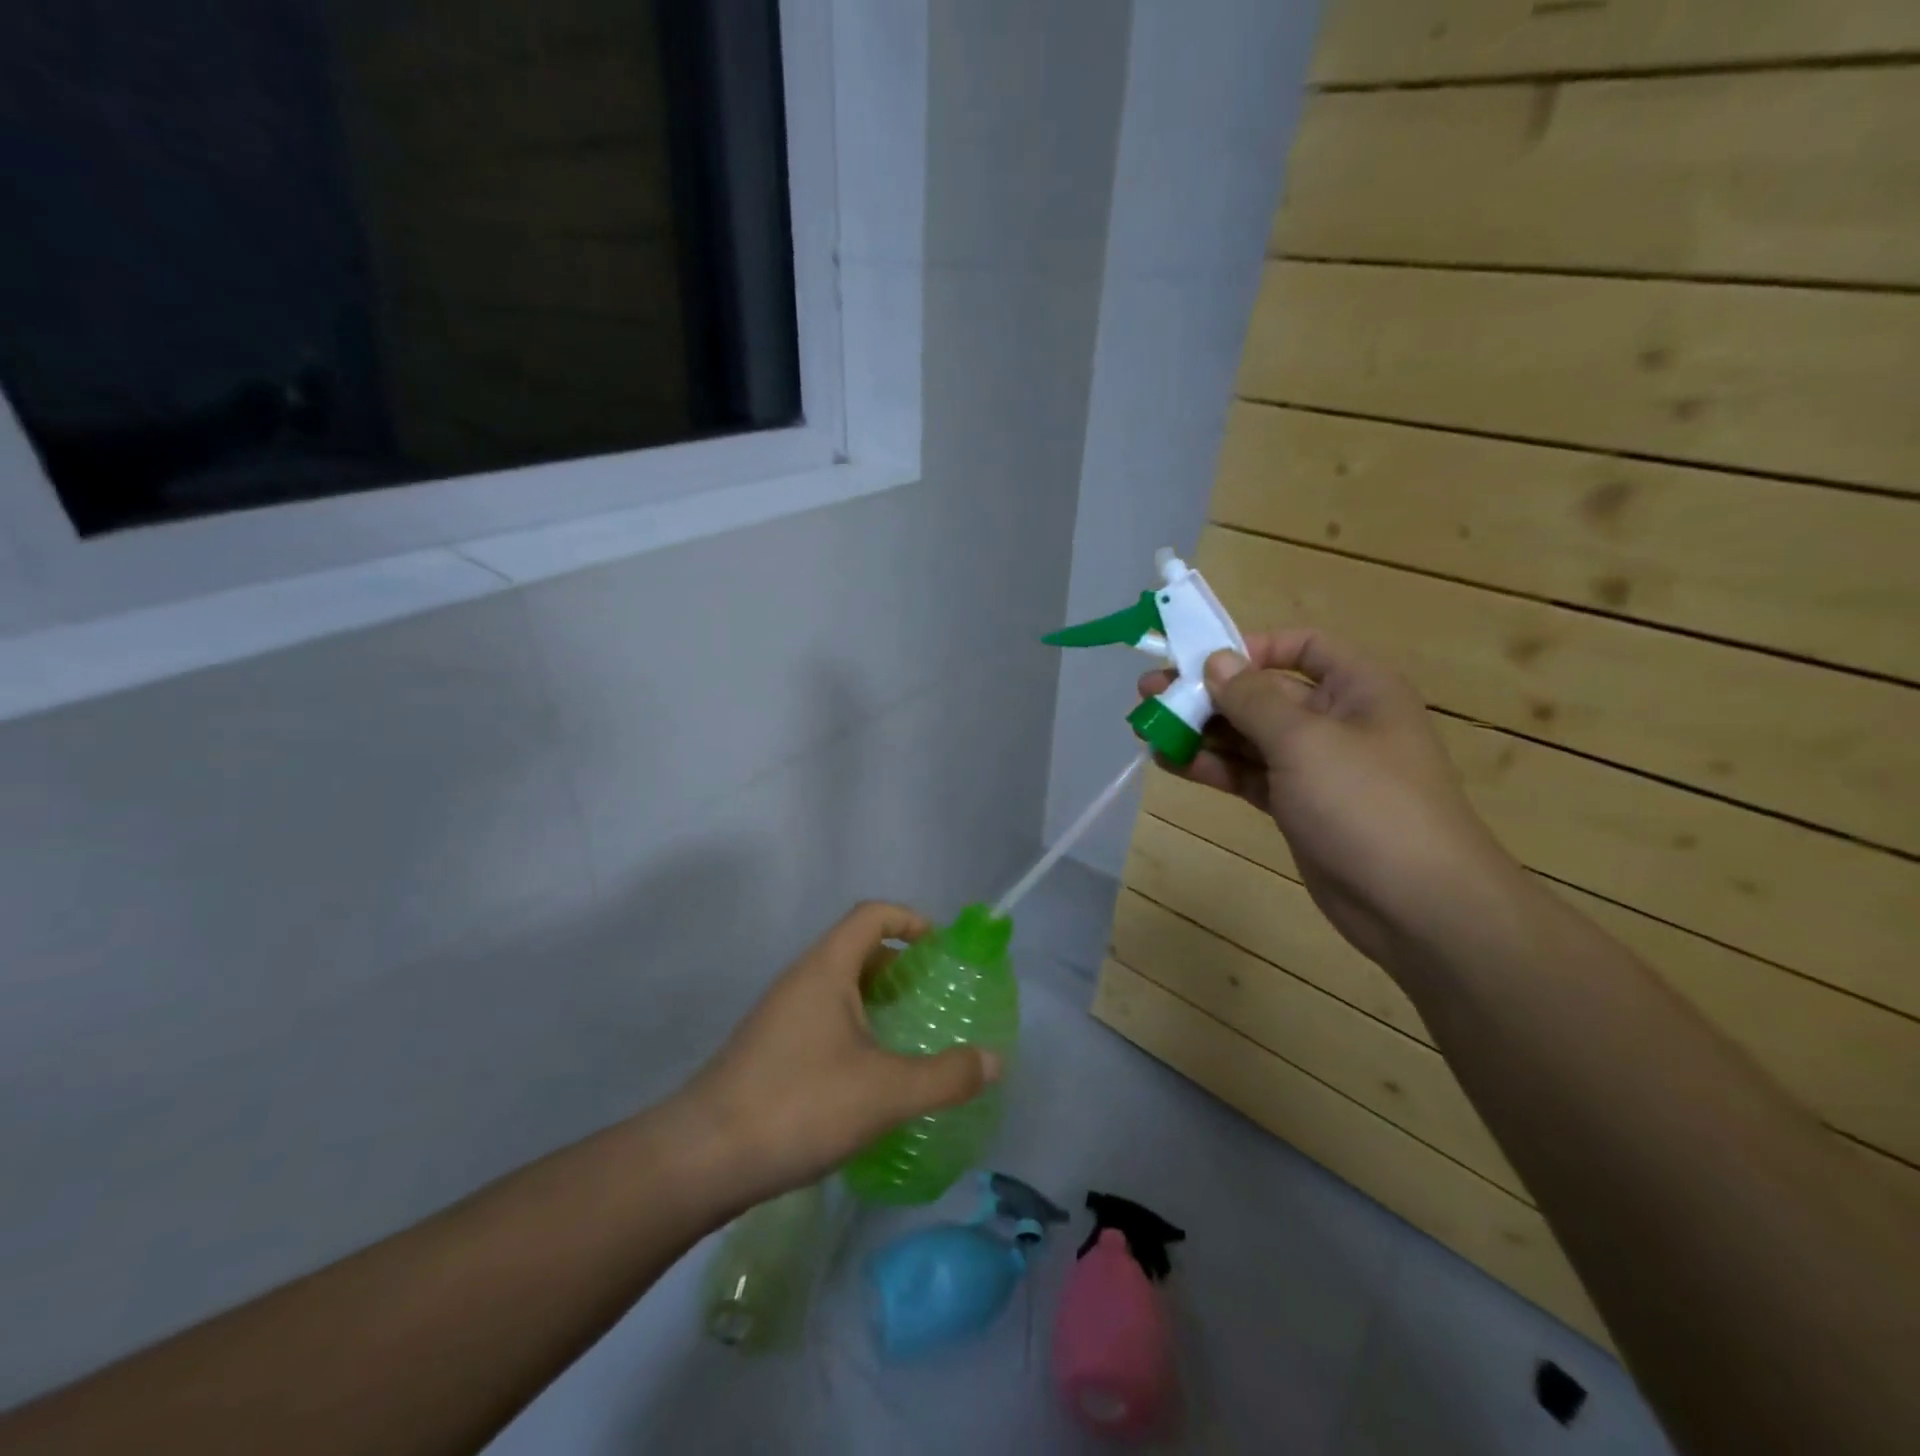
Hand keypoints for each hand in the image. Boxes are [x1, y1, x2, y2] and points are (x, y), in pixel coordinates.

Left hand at [677, 902, 1000, 1206]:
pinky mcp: (769, 1048)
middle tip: (934, 998)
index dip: (911, 920)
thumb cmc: (798, 1104)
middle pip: (857, 948)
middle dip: (900, 966)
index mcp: (826, 968)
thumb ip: (945, 1076)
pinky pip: (822, 1017)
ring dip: (876, 1000)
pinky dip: (854, 1028)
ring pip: (838, 987)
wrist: (702, 1158)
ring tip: (909, 1036)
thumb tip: (994, 1061)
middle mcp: (801, 980)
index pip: (872, 915)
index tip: (941, 949)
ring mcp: (780, 1014)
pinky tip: (868, 1075)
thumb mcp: (885, 1092)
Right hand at [1141, 629, 1523, 967]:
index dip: (1251, 647)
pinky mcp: (1297, 805)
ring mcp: (1315, 766)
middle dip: (1207, 693)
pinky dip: (1212, 767)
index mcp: (1358, 687)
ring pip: (1249, 737)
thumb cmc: (1366, 802)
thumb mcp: (1304, 740)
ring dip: (1201, 731)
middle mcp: (1337, 720)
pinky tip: (1170, 762)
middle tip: (1148, 694)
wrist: (1415, 904)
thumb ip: (1253, 698)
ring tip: (1146, 728)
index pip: (1301, 647)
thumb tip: (1215, 660)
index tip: (1201, 661)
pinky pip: (1248, 774)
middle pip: (1263, 693)